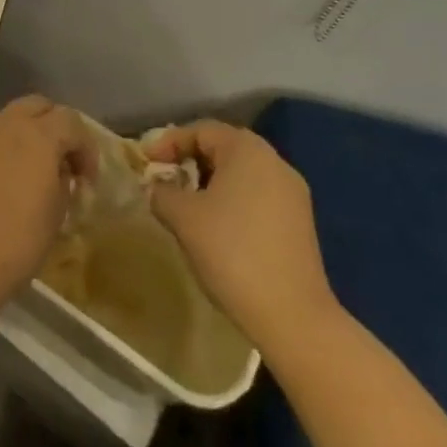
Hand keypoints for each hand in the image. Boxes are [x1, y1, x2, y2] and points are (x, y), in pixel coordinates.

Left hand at [0, 95, 94, 325]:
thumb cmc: (14, 243)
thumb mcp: (55, 216)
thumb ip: (62, 184)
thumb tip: (59, 173)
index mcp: (38, 136)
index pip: (71, 121)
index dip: (86, 147)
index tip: (87, 180)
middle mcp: (6, 125)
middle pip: (38, 106)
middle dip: (56, 127)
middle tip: (62, 162)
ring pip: (9, 118)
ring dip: (27, 135)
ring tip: (31, 173)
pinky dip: (2, 150)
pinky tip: (2, 183)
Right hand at [143, 120, 340, 355]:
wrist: (292, 315)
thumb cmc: (231, 252)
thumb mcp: (183, 217)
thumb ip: (162, 192)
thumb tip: (158, 188)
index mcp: (247, 150)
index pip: (201, 130)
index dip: (169, 142)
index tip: (146, 163)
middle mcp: (274, 162)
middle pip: (224, 147)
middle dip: (190, 159)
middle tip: (165, 178)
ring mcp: (292, 193)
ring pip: (242, 173)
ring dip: (211, 181)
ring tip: (187, 204)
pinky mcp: (300, 222)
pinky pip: (258, 195)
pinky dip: (232, 200)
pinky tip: (217, 226)